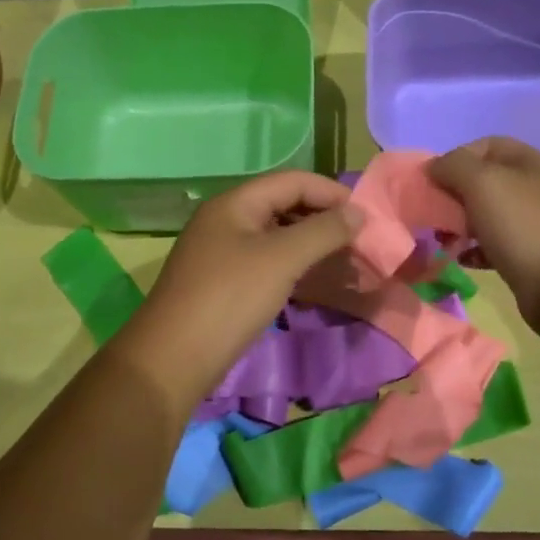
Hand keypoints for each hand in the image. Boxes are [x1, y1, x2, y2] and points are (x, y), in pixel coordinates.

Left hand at [119, 171, 359, 404]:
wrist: (173, 358)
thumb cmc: (230, 298)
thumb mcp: (281, 259)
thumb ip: (323, 231)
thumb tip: (358, 213)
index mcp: (235, 203)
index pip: (292, 181)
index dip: (330, 192)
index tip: (366, 216)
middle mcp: (225, 220)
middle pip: (283, 205)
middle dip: (322, 218)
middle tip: (358, 240)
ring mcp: (221, 252)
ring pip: (275, 236)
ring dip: (310, 244)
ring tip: (343, 261)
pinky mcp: (222, 283)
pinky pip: (265, 262)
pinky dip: (293, 266)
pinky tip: (313, 281)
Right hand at [426, 137, 539, 325]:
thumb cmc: (523, 227)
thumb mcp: (483, 183)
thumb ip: (454, 166)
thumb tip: (435, 167)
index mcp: (529, 163)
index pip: (486, 145)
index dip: (456, 157)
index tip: (433, 181)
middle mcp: (535, 188)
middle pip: (485, 181)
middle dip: (454, 194)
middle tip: (433, 213)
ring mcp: (536, 224)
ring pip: (488, 214)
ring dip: (461, 224)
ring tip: (442, 239)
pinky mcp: (532, 256)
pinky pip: (495, 245)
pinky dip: (475, 249)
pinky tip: (462, 259)